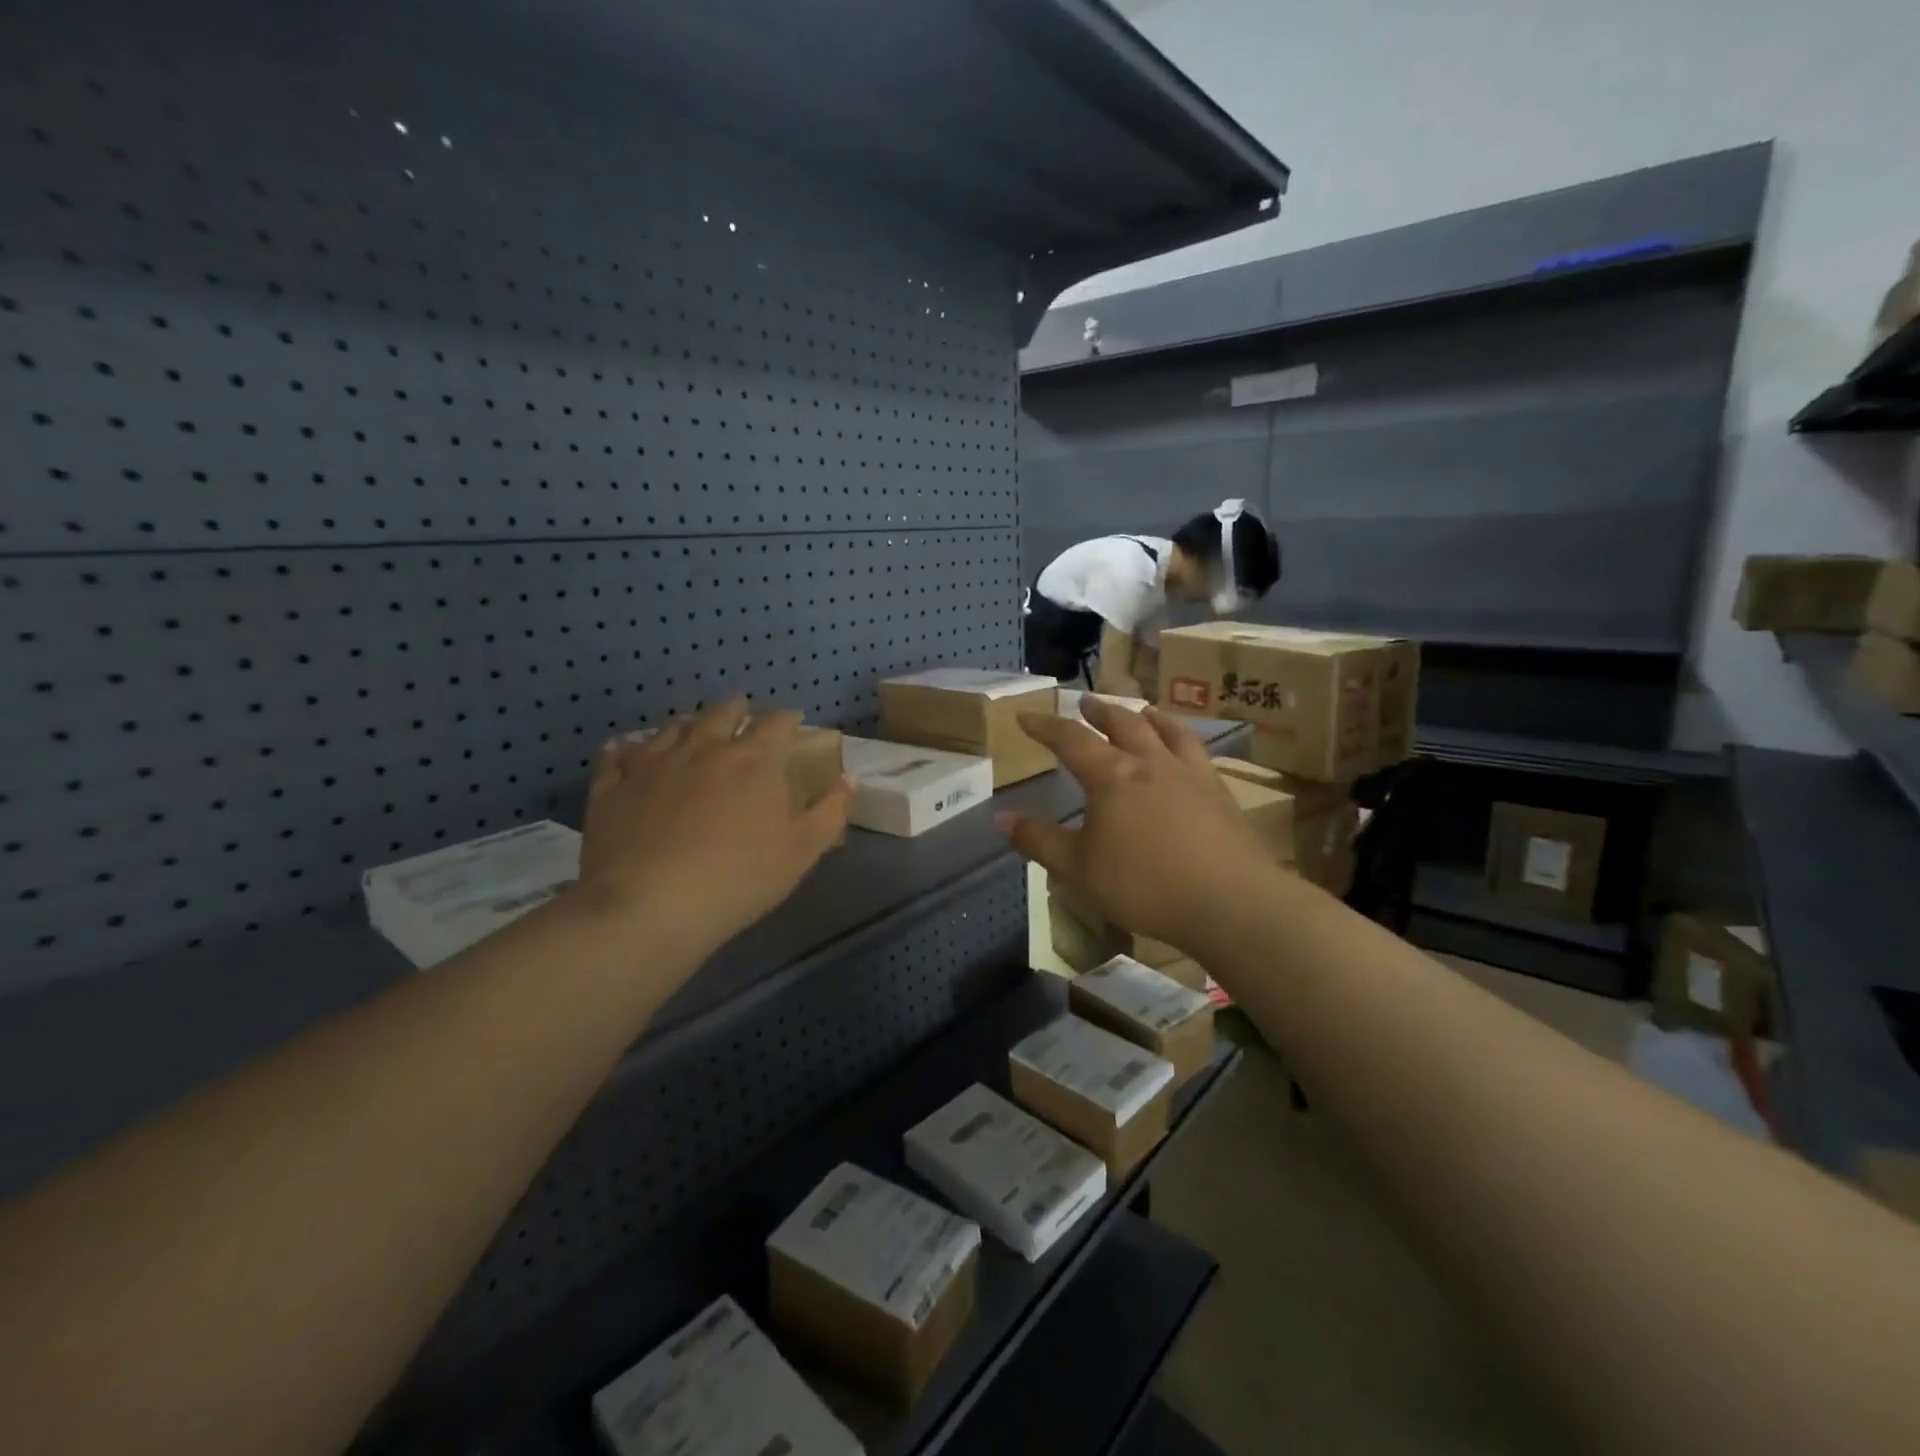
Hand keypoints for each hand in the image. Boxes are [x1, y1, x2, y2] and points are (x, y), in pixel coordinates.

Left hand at [577, 700, 850, 956]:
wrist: (650, 905)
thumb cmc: (739, 878)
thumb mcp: (802, 851)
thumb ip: (830, 811)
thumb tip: (847, 778)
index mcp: (753, 761)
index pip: (776, 723)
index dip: (787, 718)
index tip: (794, 719)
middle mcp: (703, 749)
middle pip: (721, 714)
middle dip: (737, 709)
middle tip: (743, 712)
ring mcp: (652, 763)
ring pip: (672, 728)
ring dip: (689, 724)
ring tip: (693, 728)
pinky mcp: (612, 786)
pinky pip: (618, 755)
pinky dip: (628, 749)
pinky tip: (629, 751)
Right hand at [997, 700, 1278, 948]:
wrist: (1230, 901)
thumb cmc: (1145, 885)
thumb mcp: (1079, 869)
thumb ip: (1039, 841)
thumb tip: (1000, 818)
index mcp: (1112, 777)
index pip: (1071, 740)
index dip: (1046, 727)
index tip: (1026, 717)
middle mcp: (1151, 763)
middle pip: (1123, 724)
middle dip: (1100, 711)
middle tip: (1086, 701)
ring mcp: (1190, 774)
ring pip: (1167, 731)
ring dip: (1148, 716)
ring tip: (1142, 709)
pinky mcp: (1220, 792)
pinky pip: (1198, 752)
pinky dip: (1183, 739)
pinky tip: (1186, 751)